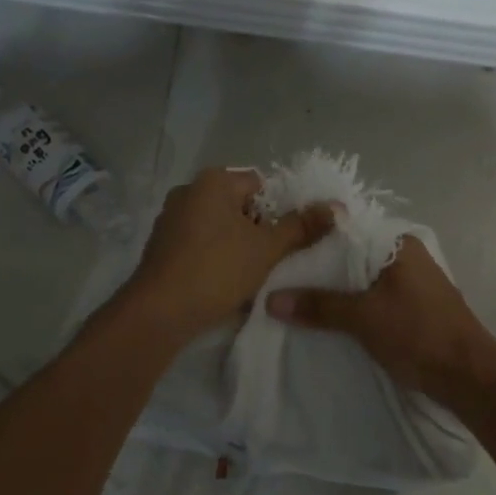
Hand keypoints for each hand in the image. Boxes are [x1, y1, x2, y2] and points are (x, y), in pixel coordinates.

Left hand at [121, 168, 334, 344]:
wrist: (159, 312)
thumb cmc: (217, 270)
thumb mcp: (267, 249)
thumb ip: (302, 227)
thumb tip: (336, 207)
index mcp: (213, 181)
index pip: (260, 185)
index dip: (279, 211)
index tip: (284, 241)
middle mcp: (188, 191)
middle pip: (238, 205)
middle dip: (257, 229)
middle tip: (269, 259)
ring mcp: (169, 218)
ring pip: (218, 226)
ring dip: (236, 245)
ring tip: (247, 274)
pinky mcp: (160, 245)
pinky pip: (198, 243)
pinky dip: (213, 256)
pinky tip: (221, 282)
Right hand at [266, 235, 495, 402]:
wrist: (469, 376)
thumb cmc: (418, 334)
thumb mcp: (363, 318)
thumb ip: (319, 306)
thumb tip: (271, 300)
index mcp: (398, 244)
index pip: (346, 230)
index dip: (313, 239)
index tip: (281, 251)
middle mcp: (407, 256)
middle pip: (353, 256)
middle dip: (321, 270)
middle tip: (282, 279)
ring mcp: (413, 283)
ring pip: (363, 281)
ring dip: (337, 292)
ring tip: (299, 300)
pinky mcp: (415, 308)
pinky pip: (375, 299)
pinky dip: (355, 307)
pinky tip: (332, 319)